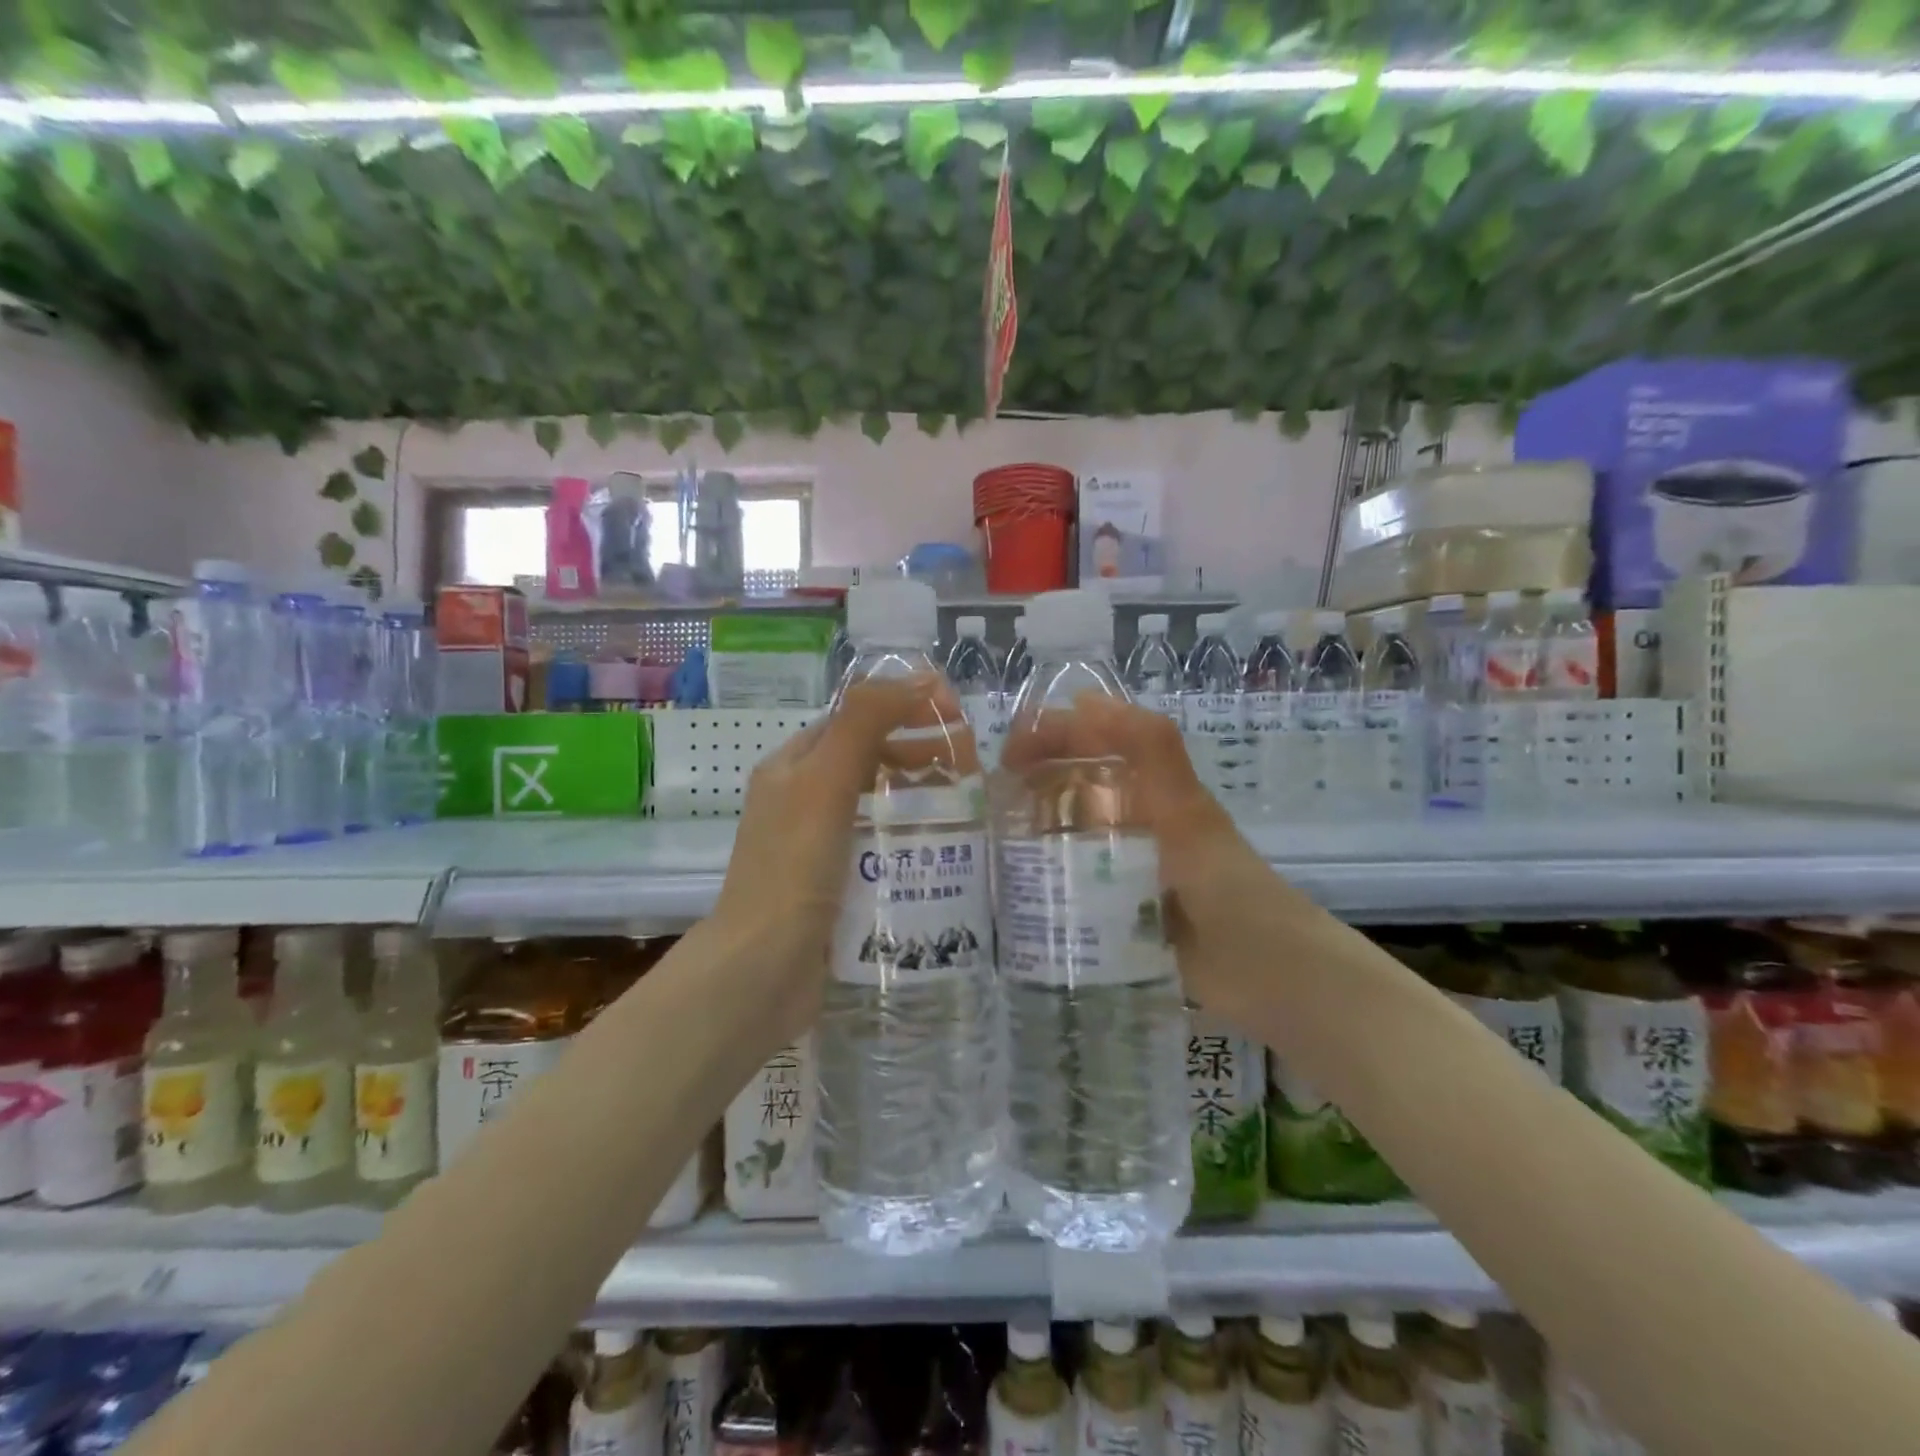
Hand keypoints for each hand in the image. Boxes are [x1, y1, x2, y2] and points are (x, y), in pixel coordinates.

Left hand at [710, 678, 935, 1039]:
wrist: (760, 971)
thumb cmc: (792, 867)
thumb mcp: (826, 782)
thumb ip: (865, 723)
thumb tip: (918, 676)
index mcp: (791, 768)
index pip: (853, 720)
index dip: (901, 709)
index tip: (955, 716)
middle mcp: (800, 802)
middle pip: (867, 762)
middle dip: (916, 754)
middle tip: (969, 764)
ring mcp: (816, 849)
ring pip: (875, 808)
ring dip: (917, 798)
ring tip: (967, 806)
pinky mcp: (834, 888)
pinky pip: (878, 851)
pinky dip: (909, 842)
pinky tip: (943, 854)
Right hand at [1000, 692, 1313, 1021]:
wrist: (1266, 976)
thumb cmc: (1225, 885)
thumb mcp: (1185, 812)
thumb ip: (1152, 753)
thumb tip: (1085, 699)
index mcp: (1150, 790)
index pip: (1093, 742)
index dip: (1051, 735)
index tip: (1006, 754)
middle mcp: (1135, 821)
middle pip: (1074, 785)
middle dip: (1030, 782)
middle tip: (986, 805)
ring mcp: (1125, 868)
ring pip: (1069, 835)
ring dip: (1031, 831)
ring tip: (988, 845)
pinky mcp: (1118, 912)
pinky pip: (1073, 885)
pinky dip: (1042, 880)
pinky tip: (1011, 893)